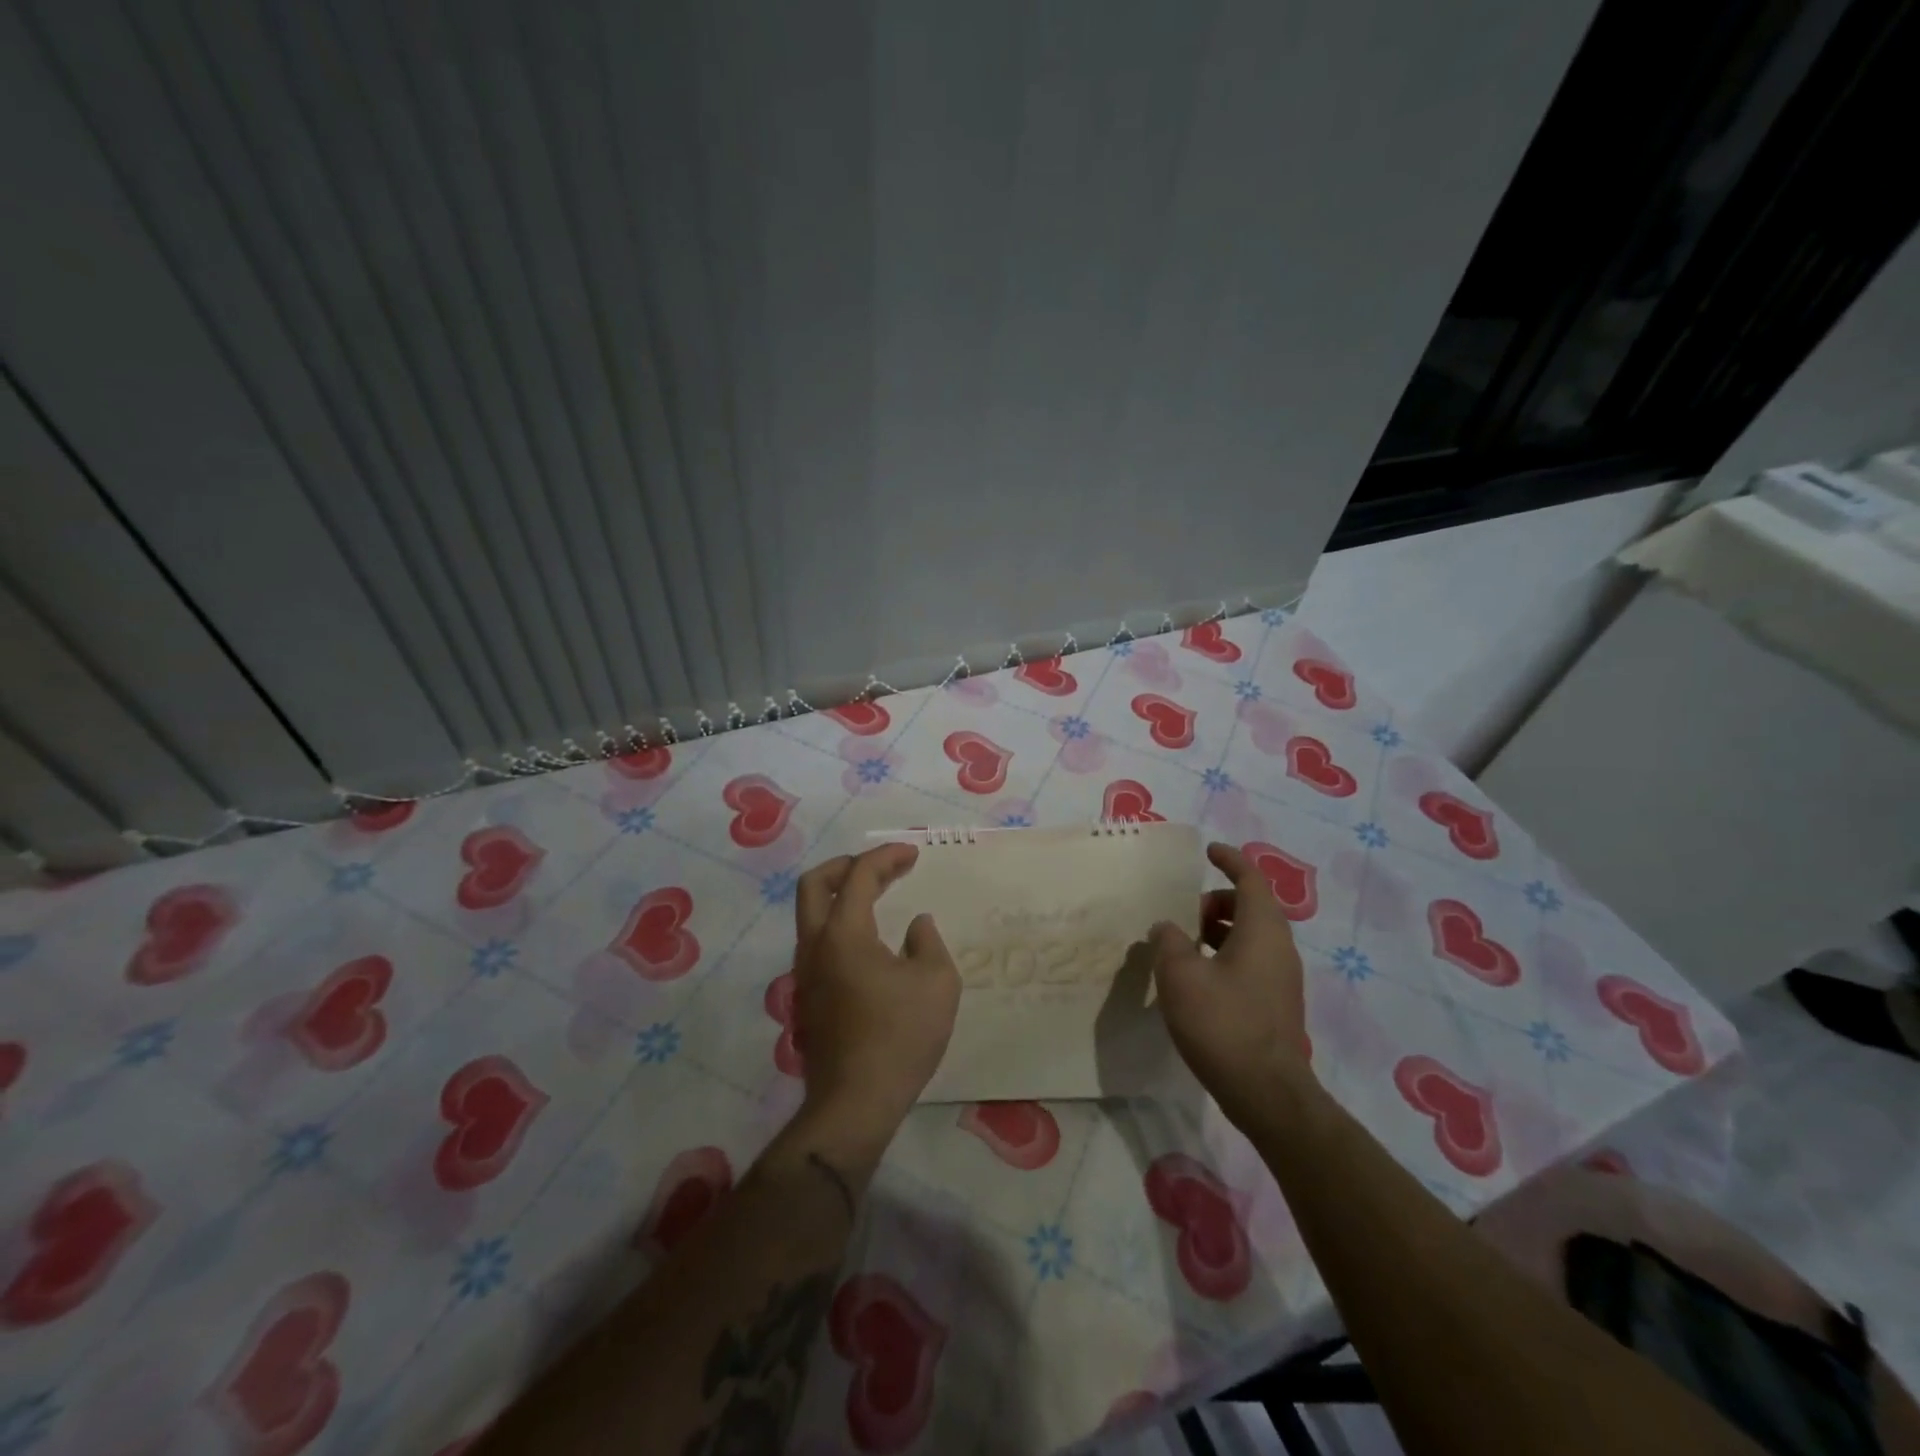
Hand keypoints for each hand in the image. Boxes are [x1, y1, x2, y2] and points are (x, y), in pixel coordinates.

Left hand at [791, 844, 960, 1160]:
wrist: (855, 1103)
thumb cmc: (900, 1037)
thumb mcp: (936, 982)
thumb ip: (928, 942)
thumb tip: (916, 925)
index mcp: (843, 934)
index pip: (859, 875)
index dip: (886, 856)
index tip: (913, 854)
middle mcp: (815, 946)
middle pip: (814, 884)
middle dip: (847, 865)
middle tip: (881, 867)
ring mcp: (805, 974)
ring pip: (811, 915)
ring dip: (841, 896)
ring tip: (878, 898)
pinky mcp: (807, 998)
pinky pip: (818, 942)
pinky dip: (840, 925)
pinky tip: (870, 943)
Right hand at [1149, 841, 1313, 1128]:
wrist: (1266, 1093)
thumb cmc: (1223, 1024)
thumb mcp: (1180, 975)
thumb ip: (1169, 941)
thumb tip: (1168, 928)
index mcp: (1262, 930)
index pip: (1250, 879)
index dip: (1230, 859)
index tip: (1208, 851)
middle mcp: (1279, 947)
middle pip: (1250, 906)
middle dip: (1216, 901)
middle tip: (1184, 916)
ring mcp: (1281, 977)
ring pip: (1250, 935)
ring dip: (1218, 930)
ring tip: (1184, 947)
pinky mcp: (1275, 1003)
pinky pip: (1251, 960)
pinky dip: (1225, 954)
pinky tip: (1197, 979)